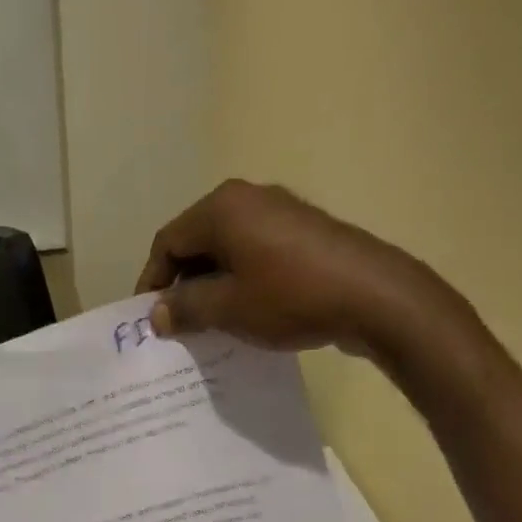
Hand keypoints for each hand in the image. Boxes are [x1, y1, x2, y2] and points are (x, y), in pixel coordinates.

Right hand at [135, 179, 479, 375]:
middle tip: (176, 322)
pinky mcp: (303, 231)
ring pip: (226, 248)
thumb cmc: (289, 297)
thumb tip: (158, 314)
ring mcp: (279, 211)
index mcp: (221, 208)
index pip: (167, 242)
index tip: (149, 318)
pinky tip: (243, 311)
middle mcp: (247, 198)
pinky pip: (254, 252)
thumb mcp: (227, 308)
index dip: (152, 281)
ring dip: (210, 284)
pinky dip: (239, 279)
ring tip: (207, 322)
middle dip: (181, 283)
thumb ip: (185, 308)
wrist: (373, 296)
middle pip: (196, 241)